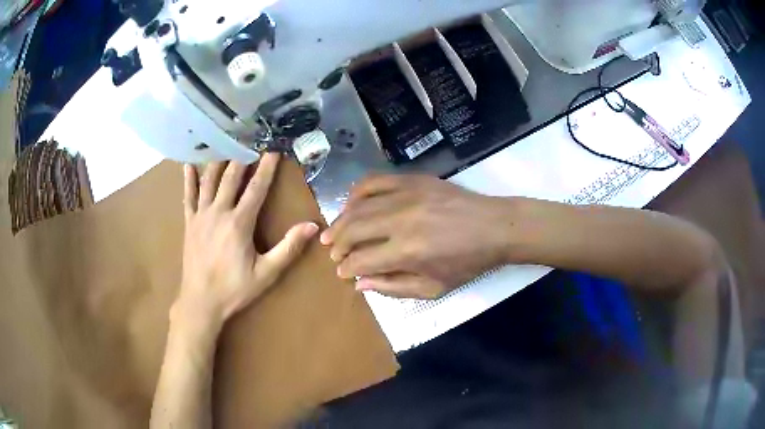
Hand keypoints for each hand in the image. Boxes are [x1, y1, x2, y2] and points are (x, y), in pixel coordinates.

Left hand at [177, 154, 318, 327]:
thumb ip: (288, 248)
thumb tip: (312, 226)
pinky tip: (188, 164)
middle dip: (242, 157)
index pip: (256, 188)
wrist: (201, 301)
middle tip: (249, 139)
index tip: (273, 150)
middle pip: (231, 177)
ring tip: (225, 143)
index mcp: (239, 223)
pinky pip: (188, 195)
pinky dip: (189, 179)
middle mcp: (219, 212)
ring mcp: (201, 215)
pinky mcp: (189, 222)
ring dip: (218, 161)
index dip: (266, 168)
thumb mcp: (266, 273)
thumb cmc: (234, 289)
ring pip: (209, 181)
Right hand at [320, 175, 515, 298]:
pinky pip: (374, 181)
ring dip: (341, 221)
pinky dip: (357, 192)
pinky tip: (352, 204)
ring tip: (332, 232)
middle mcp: (401, 221)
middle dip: (337, 244)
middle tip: (333, 253)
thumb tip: (360, 283)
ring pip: (359, 206)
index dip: (347, 268)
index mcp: (408, 252)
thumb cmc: (467, 262)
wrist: (494, 227)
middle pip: (353, 230)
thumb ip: (394, 288)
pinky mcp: (412, 180)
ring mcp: (406, 195)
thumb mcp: (434, 288)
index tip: (342, 272)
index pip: (362, 260)